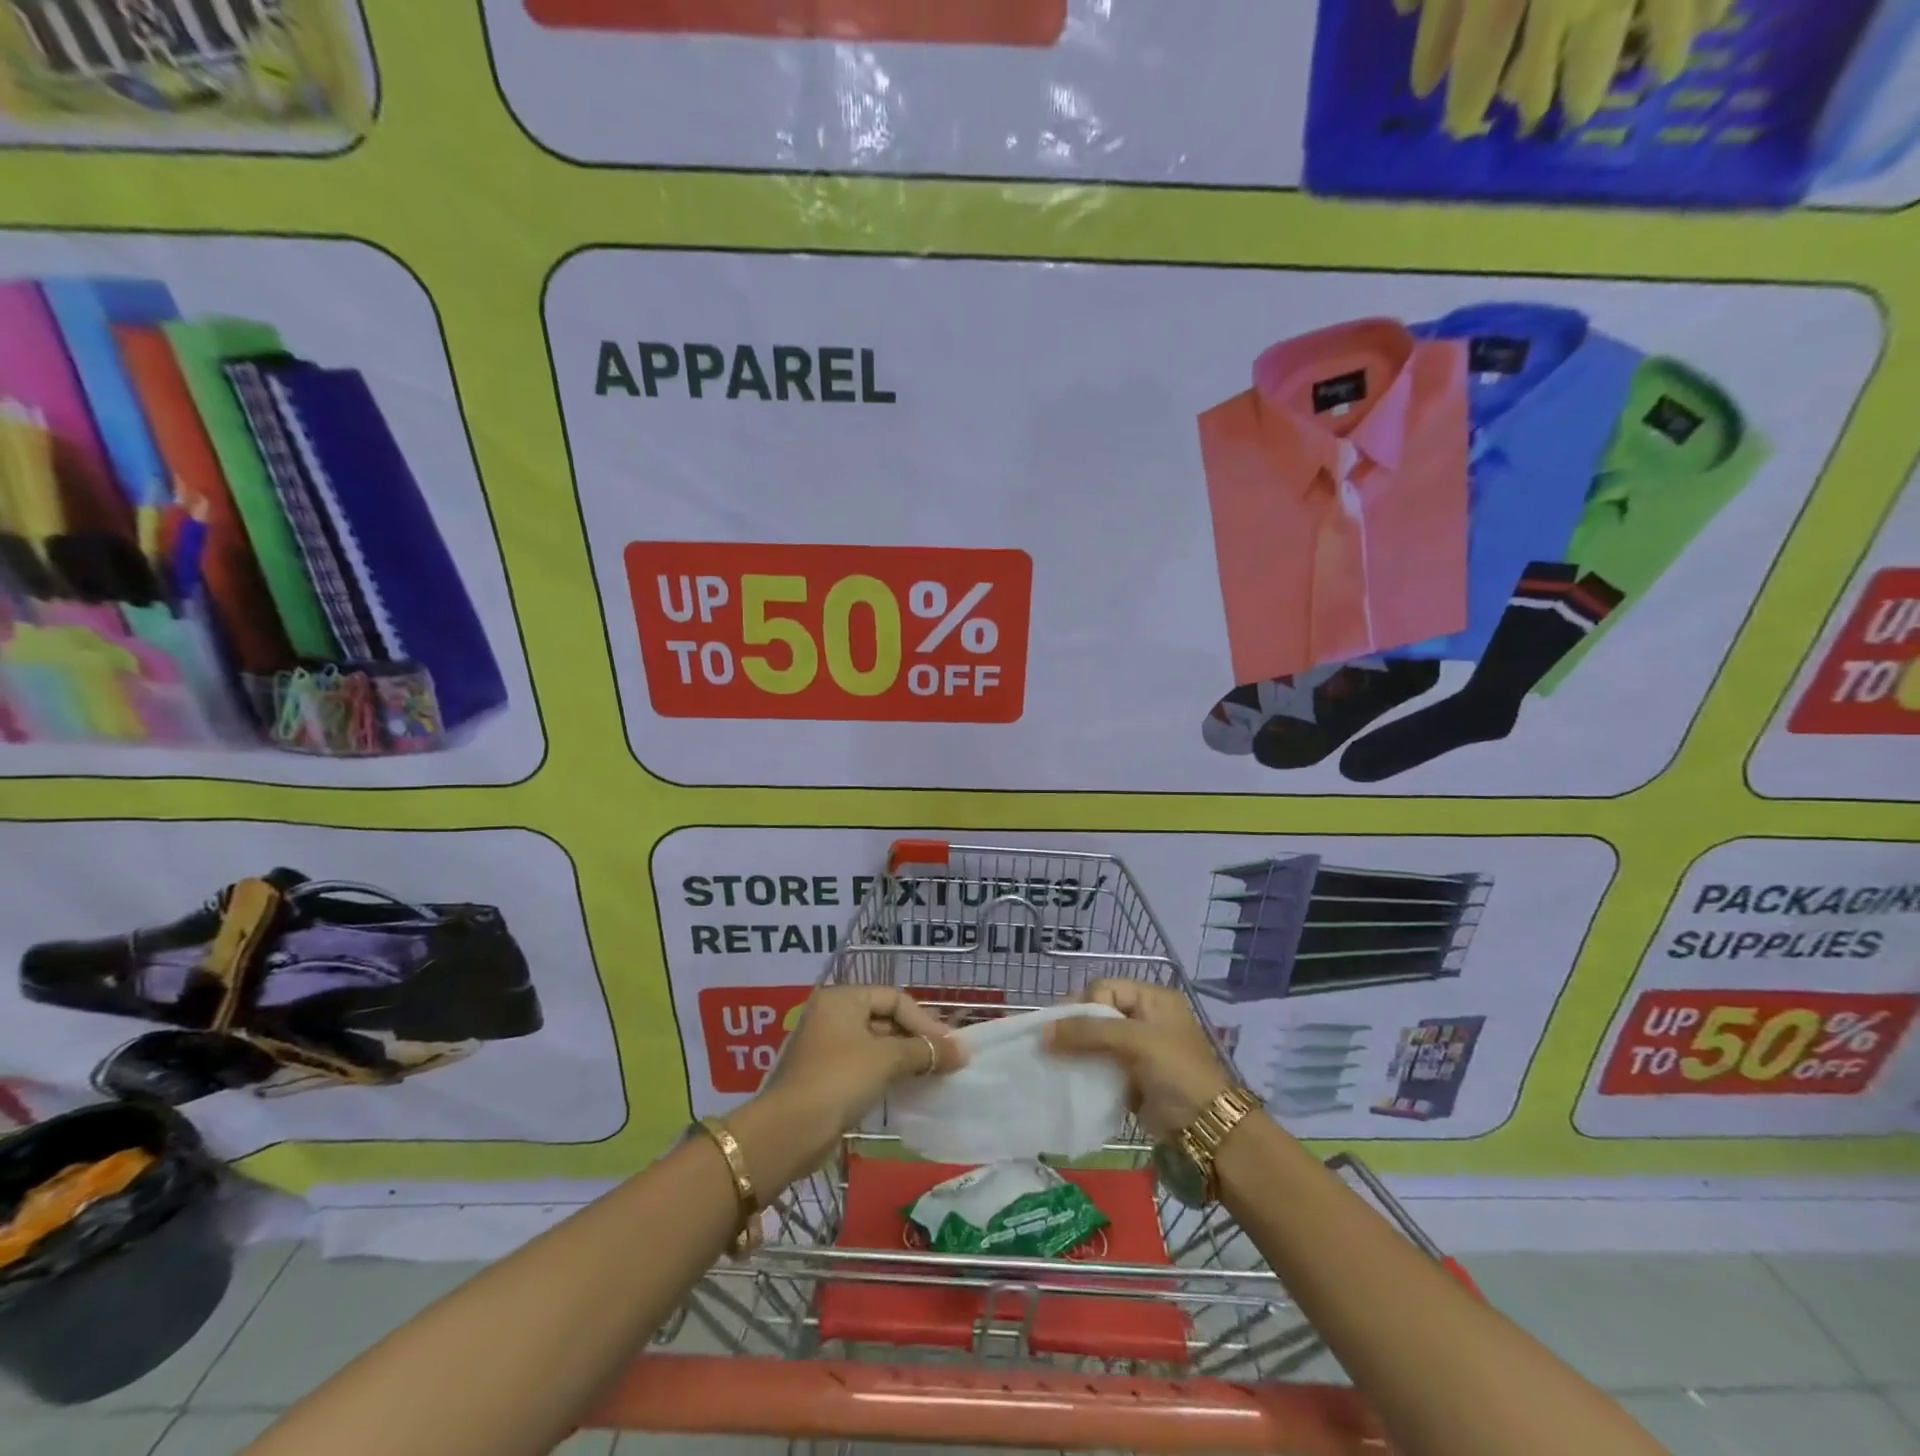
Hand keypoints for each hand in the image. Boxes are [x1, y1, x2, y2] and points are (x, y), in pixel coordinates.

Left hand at [732, 986, 962, 1191]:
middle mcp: (832, 1015)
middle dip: (917, 1037)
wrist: (790, 1132)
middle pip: (885, 1018)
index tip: (949, 1046)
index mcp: (842, 999)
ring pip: (876, 1043)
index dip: (924, 1021)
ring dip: (905, 1056)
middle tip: (946, 1059)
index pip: (894, 998)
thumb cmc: (839, 1080)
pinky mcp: (827, 1075)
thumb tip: (962, 1052)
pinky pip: (865, 1064)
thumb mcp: (886, 1059)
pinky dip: (888, 1071)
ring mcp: (827, 1046)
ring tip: (933, 1073)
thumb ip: (924, 1052)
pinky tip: (908, 1086)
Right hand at [1044, 979, 1232, 1137]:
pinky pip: (1100, 1065)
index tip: (1062, 1026)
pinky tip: (1067, 1077)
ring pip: (1096, 1040)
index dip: (1082, 1005)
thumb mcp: (1135, 1042)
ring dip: (1076, 1049)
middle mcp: (1144, 1018)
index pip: (1105, 989)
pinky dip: (1084, 1069)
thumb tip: (1044, 1032)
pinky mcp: (1131, 1076)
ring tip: (1052, 1060)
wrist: (1206, 1128)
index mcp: (1152, 999)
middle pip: (1098, 1013)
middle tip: (1050, 1043)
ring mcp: (1138, 1049)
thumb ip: (1089, 1032)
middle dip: (1074, 1027)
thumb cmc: (1176, 1071)